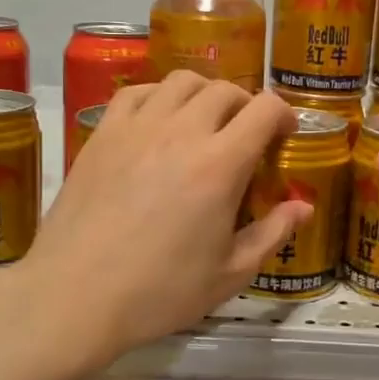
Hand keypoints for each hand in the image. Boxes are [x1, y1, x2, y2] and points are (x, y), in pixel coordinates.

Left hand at [0, 73, 308, 360]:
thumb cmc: (159, 292)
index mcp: (220, 165)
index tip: (285, 135)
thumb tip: (304, 206)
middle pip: (225, 90)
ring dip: (205, 94)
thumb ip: (272, 234)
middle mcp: (181, 132)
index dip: (284, 114)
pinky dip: (159, 95)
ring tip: (205, 121)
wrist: (74, 297)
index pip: (264, 109)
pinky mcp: (102, 134)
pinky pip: (137, 92)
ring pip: (182, 81)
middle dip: (247, 105)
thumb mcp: (230, 274)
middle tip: (247, 134)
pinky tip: (160, 120)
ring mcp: (137, 128)